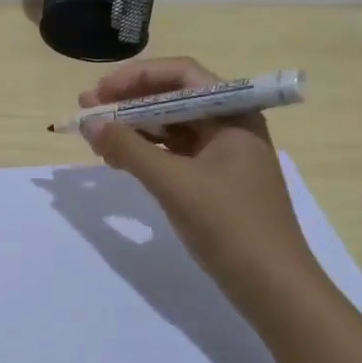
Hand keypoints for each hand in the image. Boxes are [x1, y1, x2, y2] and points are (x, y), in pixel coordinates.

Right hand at [78, 57, 317, 295]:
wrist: (274, 288)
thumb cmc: (230, 226)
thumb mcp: (174, 183)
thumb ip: (128, 148)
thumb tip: (89, 122)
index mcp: (233, 113)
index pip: (180, 74)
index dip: (135, 77)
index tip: (98, 92)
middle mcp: (231, 124)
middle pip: (173, 98)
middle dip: (129, 103)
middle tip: (87, 112)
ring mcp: (224, 153)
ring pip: (171, 126)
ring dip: (134, 128)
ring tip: (97, 140)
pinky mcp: (215, 180)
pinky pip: (175, 153)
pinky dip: (146, 153)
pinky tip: (120, 161)